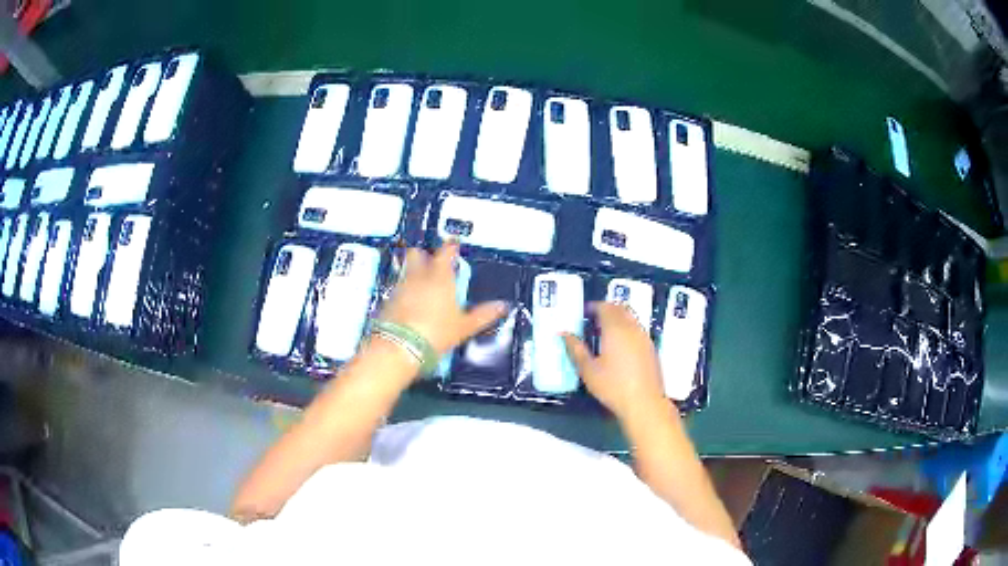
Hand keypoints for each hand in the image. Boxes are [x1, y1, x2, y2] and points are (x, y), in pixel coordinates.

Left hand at [378, 242, 506, 354]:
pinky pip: (397, 287)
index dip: (451, 246)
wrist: (399, 348)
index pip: (446, 251)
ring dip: (413, 272)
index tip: (453, 243)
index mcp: (440, 276)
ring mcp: (400, 286)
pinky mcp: (388, 300)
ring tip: (422, 282)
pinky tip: (410, 302)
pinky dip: (404, 290)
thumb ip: (483, 314)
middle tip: (433, 260)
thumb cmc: (435, 333)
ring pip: (406, 269)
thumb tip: (502, 306)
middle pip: (418, 252)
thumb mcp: (464, 326)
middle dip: (425, 253)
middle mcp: (418, 276)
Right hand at [563, 302, 666, 418]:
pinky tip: (619, 347)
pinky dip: (627, 329)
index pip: (604, 307)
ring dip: (617, 319)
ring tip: (604, 333)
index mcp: (615, 329)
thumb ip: (575, 349)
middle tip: (592, 320)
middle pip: (619, 308)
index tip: (583, 314)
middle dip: (606, 310)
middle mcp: (632, 328)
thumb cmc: (613, 386)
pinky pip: (637, 329)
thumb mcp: (588, 370)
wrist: (644, 403)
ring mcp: (644, 337)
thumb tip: (563, 334)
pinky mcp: (651, 348)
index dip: (593, 307)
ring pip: (630, 318)